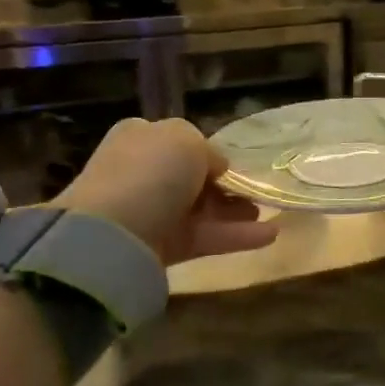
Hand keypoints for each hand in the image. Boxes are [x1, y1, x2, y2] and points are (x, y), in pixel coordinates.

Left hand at [52, 118, 276, 265]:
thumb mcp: (185, 138)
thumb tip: (215, 168)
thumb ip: (207, 149)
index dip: (207, 152)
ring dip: (236, 211)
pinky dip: (237, 236)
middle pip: (192, 178)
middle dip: (225, 185)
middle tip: (254, 191)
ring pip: (201, 209)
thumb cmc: (151, 172)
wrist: (113, 233)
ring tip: (267, 212)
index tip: (233, 164)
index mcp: (140, 138)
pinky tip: (270, 235)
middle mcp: (143, 173)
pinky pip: (206, 238)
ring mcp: (152, 212)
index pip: (178, 141)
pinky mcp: (164, 247)